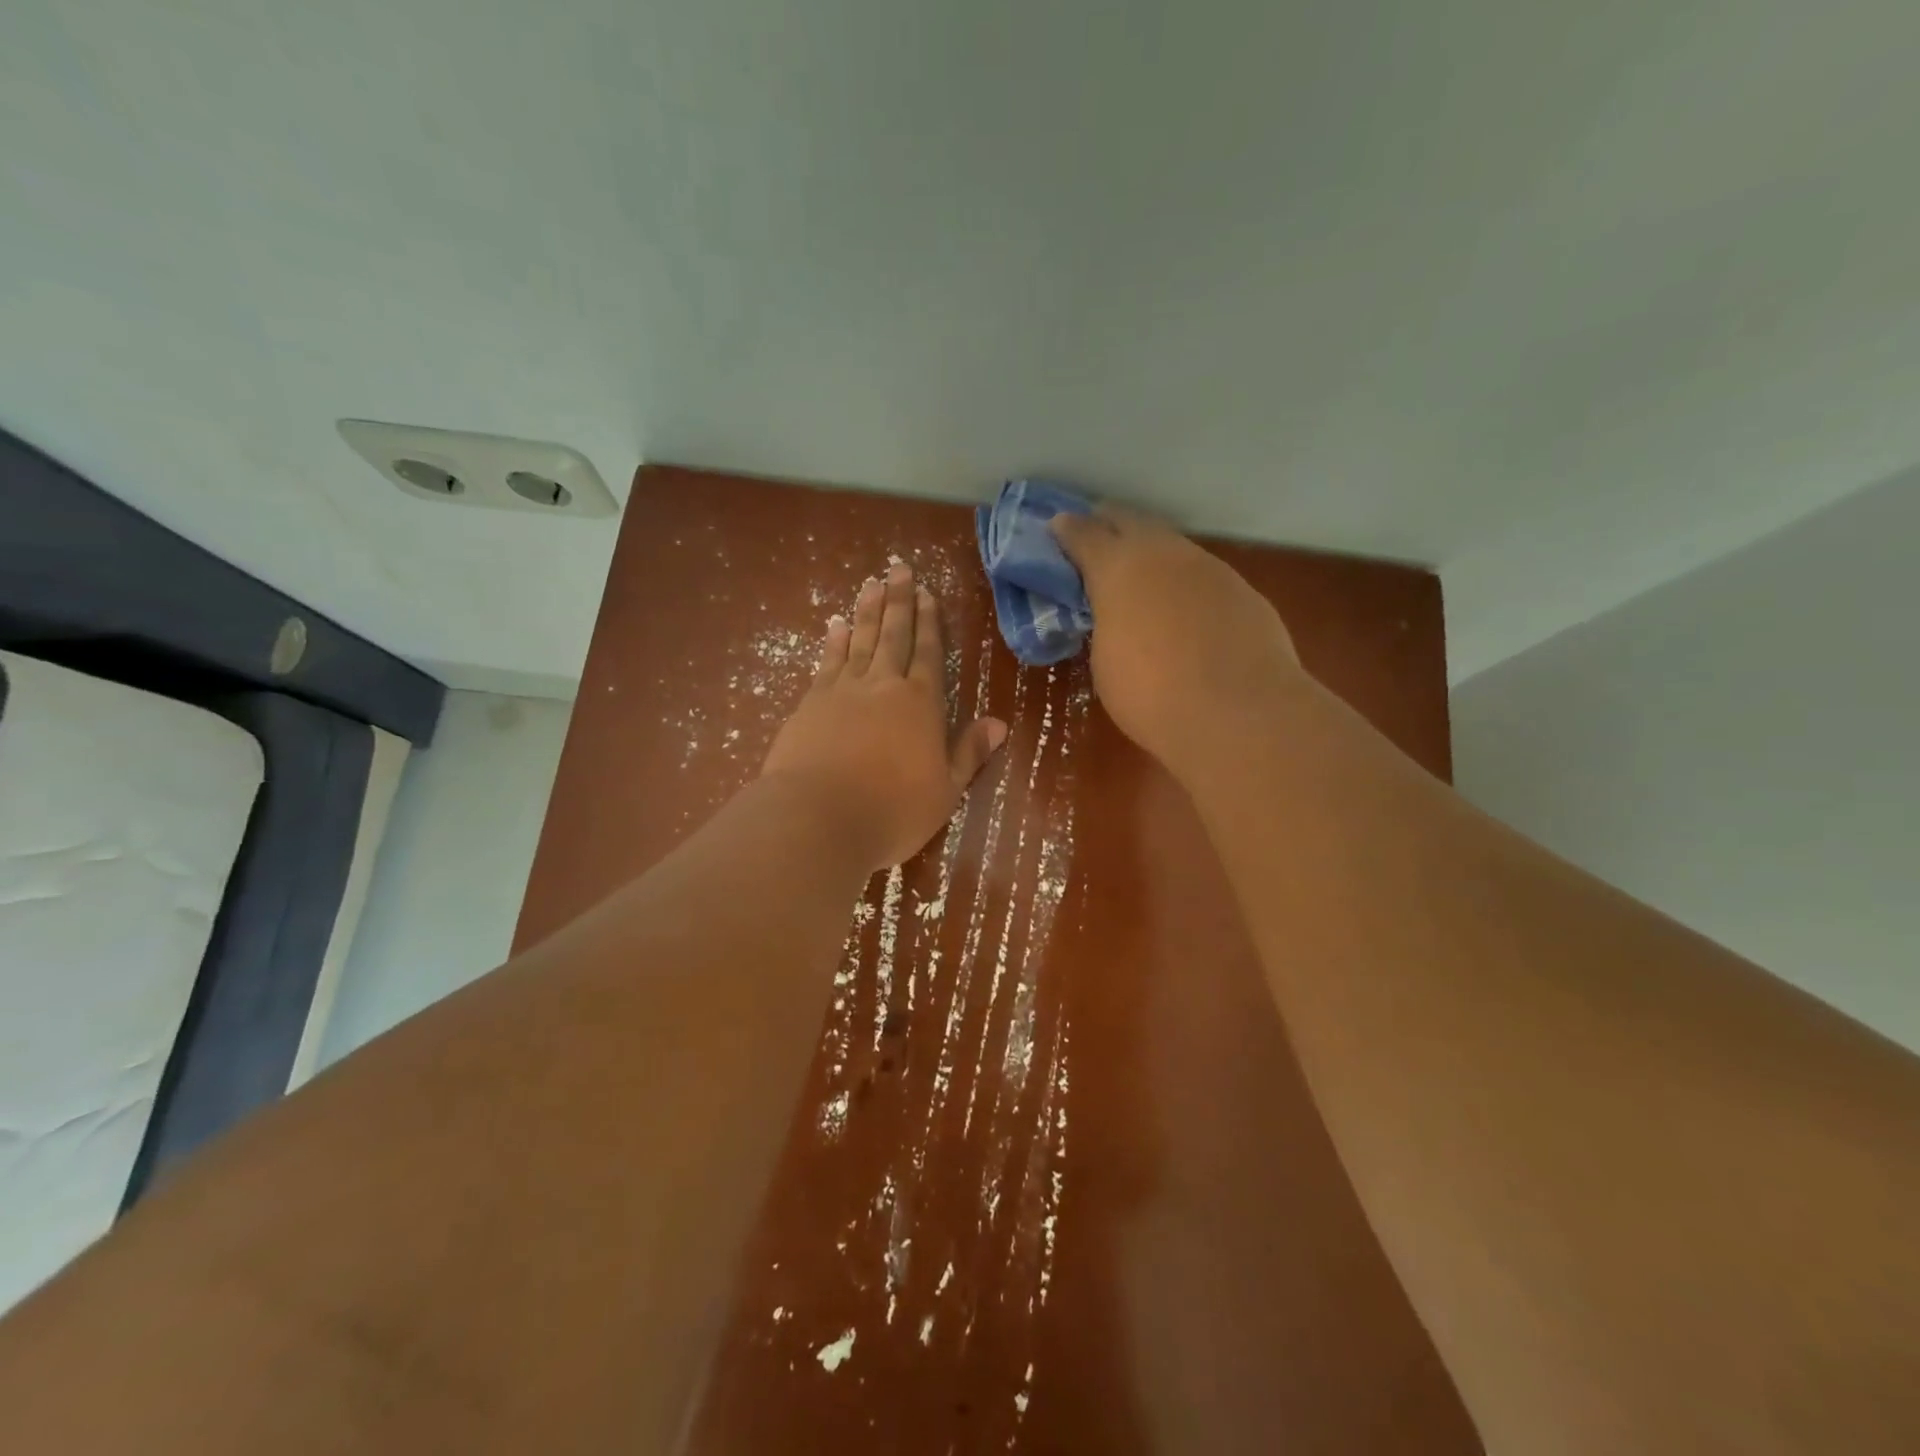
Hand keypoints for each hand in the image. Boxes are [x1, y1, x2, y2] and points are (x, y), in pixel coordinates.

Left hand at [763, 563, 1007, 871]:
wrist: (817, 818)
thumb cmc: (892, 811)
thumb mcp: (945, 790)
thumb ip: (969, 753)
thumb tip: (1000, 723)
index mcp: (921, 703)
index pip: (929, 653)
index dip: (930, 622)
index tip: (927, 593)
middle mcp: (883, 686)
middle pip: (894, 635)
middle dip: (899, 601)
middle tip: (899, 568)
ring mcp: (843, 691)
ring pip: (860, 640)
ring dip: (867, 611)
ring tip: (870, 583)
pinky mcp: (810, 703)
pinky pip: (827, 662)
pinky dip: (834, 641)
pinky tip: (835, 625)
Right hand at [1050, 506, 1301, 770]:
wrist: (1238, 715)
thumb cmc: (1152, 695)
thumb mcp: (1105, 660)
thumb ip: (1105, 622)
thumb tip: (1115, 613)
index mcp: (1118, 569)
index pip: (1083, 533)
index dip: (1066, 530)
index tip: (1056, 529)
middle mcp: (1164, 554)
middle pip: (1130, 522)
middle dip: (1108, 527)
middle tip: (1094, 542)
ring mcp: (1209, 568)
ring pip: (1171, 546)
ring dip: (1150, 554)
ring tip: (1139, 578)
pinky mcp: (1243, 590)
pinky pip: (1203, 575)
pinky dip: (1184, 584)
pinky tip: (1184, 611)